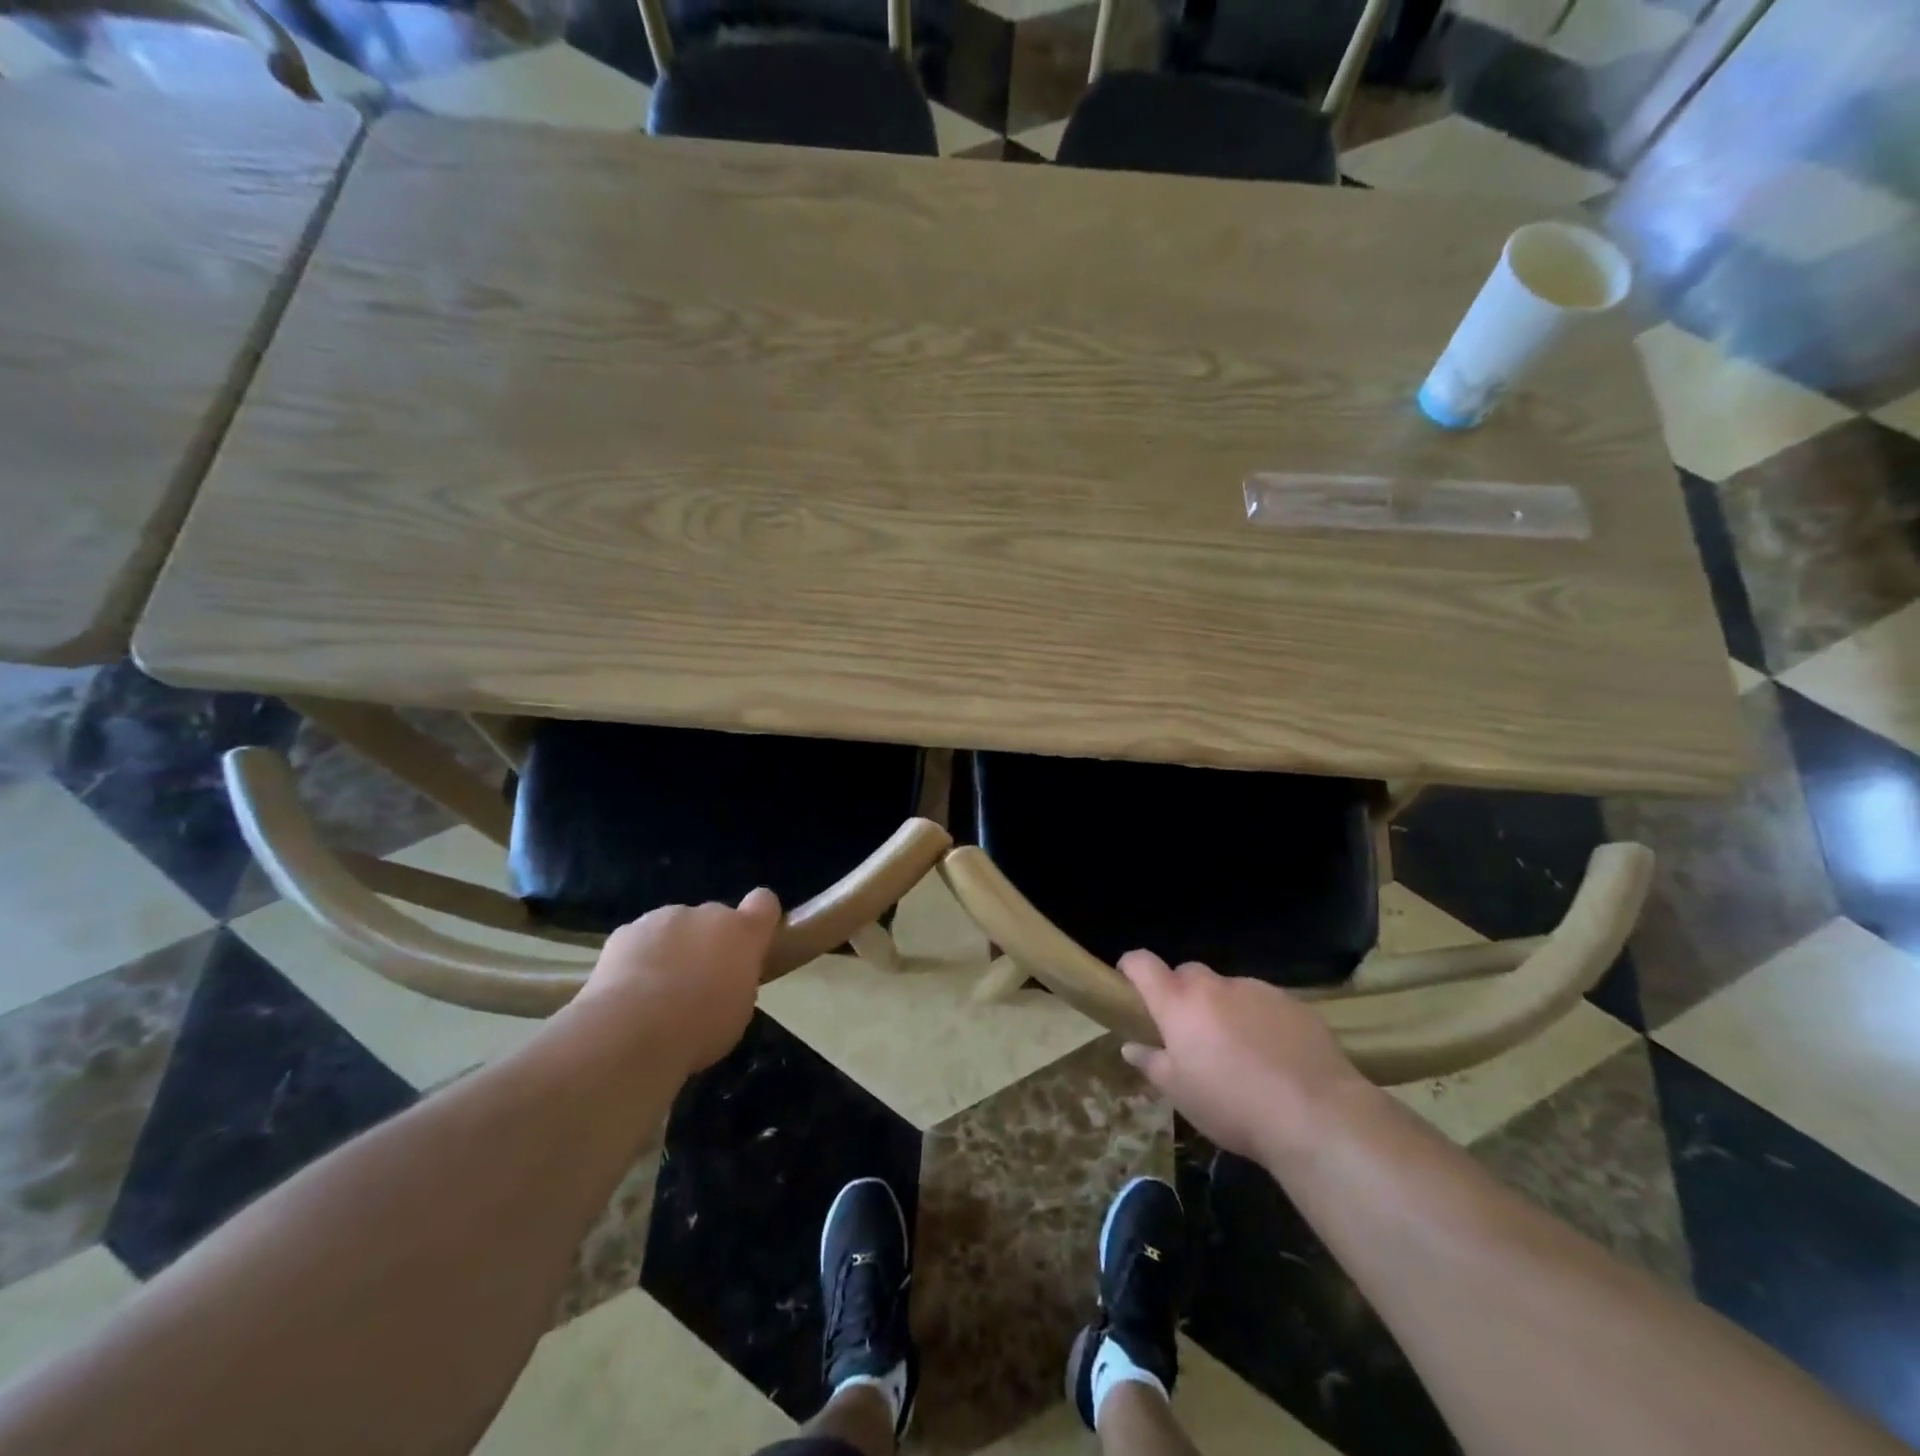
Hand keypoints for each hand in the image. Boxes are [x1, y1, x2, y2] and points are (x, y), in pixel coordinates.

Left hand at [578, 889, 781, 1074]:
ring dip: (672, 948)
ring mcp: (664, 917)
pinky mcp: (626, 931)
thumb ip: (737, 980)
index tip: (752, 942)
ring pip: (674, 927)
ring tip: (656, 992)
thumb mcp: (739, 1011)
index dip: (759, 918)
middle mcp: (707, 914)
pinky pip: (639, 940)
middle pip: (714, 918)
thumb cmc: (701, 1026)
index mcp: (743, 932)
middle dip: (708, 942)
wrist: (632, 1030)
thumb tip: (726, 978)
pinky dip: (637, 958)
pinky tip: (627, 992)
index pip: (764, 902)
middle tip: (697, 983)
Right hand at [1118, 952, 1376, 1167]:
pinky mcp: (1293, 1003)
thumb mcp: (1181, 1094)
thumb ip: (1152, 1063)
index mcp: (1179, 1003)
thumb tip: (1131, 1047)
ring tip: (1240, 1051)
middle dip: (1183, 994)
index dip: (1131, 967)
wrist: (1316, 1115)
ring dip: (1225, 1009)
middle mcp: (1215, 986)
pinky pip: (1265, 1003)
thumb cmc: (1232, 1106)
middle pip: (1188, 974)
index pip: (1143, 964)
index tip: (1129, 981)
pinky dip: (1260, 1019)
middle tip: (1190, 1032)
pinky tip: (1275, 1055)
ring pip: (1229, 990)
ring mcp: (1257, 990)